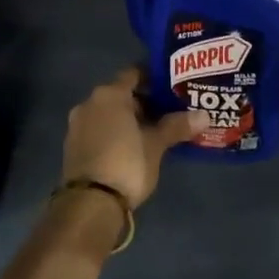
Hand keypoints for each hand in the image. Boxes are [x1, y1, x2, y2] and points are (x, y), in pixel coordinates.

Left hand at [62, 68, 206, 209]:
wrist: (90, 204)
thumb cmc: (126, 163)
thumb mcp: (156, 145)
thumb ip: (177, 126)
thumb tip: (204, 115)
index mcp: (109, 94)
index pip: (134, 73)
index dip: (153, 77)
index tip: (172, 86)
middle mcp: (89, 103)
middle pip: (121, 94)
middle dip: (144, 101)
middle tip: (169, 111)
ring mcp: (78, 125)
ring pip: (109, 113)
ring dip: (128, 118)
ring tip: (154, 130)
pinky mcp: (73, 146)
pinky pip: (99, 129)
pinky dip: (115, 132)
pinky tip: (133, 146)